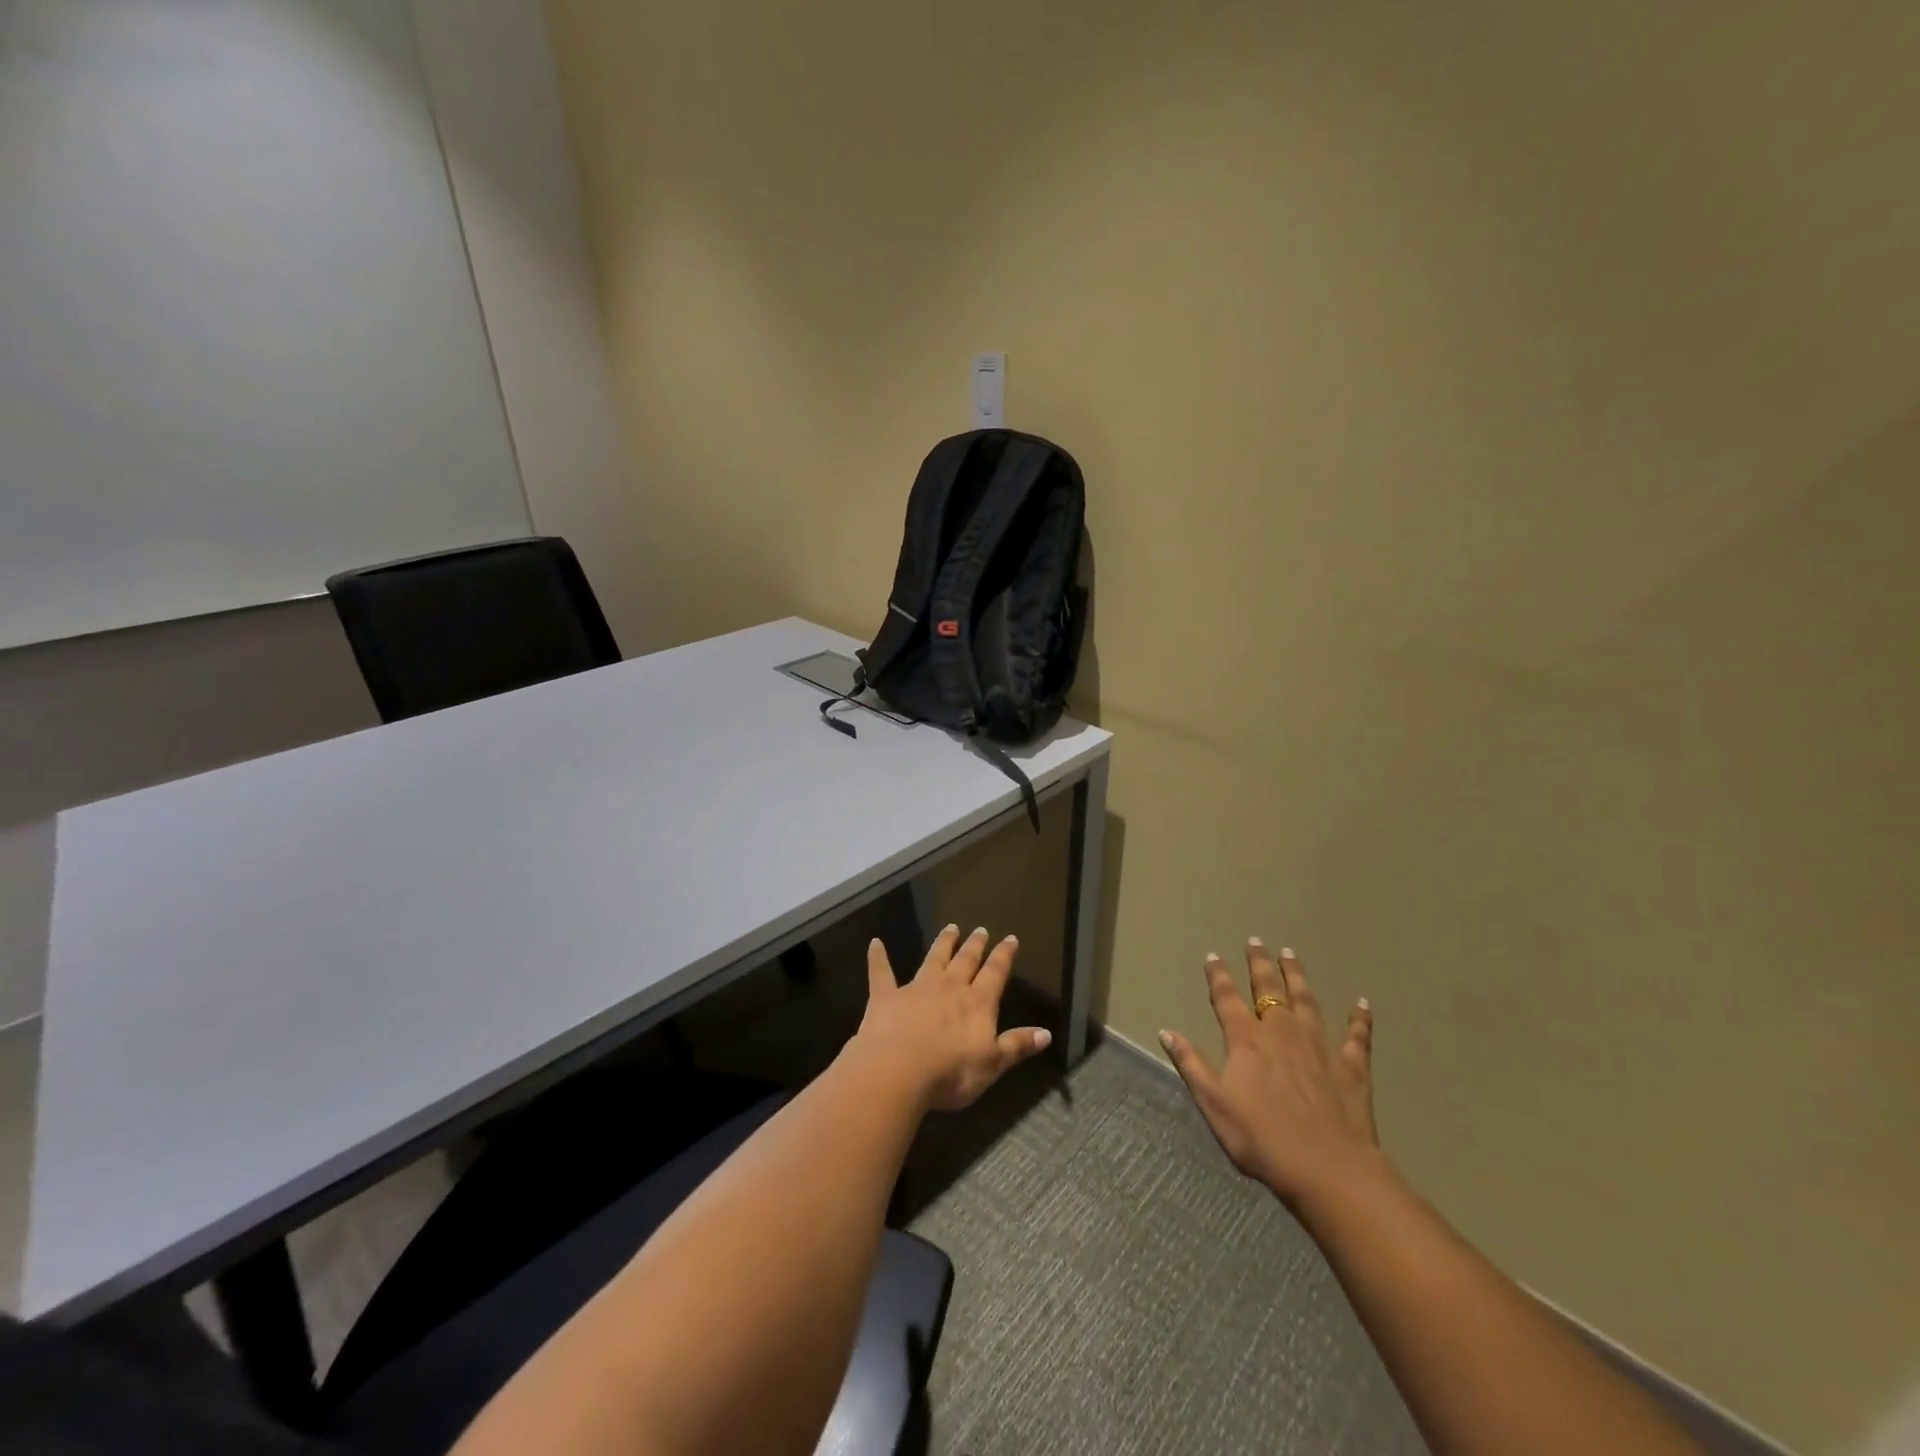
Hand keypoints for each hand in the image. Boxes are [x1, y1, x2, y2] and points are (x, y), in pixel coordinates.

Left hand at [853, 925, 1052, 1113]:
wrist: (897, 1071)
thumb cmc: (950, 1073)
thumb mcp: (992, 1064)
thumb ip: (1016, 1046)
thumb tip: (1047, 1033)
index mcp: (977, 1003)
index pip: (995, 973)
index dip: (1004, 956)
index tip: (1010, 938)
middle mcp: (949, 988)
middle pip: (965, 961)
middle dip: (974, 945)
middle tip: (980, 929)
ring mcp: (916, 989)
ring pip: (933, 960)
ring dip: (942, 944)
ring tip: (950, 928)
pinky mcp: (886, 997)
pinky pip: (881, 973)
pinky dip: (878, 958)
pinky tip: (875, 943)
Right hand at [1159, 940, 1378, 1207]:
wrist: (1328, 1169)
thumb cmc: (1262, 1138)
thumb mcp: (1214, 1104)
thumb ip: (1191, 1064)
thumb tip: (1166, 1031)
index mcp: (1247, 1040)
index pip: (1227, 998)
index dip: (1218, 976)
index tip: (1213, 956)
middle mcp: (1282, 1032)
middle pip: (1269, 989)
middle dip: (1260, 964)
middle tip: (1256, 941)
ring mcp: (1319, 1046)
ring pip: (1307, 1001)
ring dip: (1298, 976)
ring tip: (1291, 954)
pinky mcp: (1351, 1067)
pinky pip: (1356, 1036)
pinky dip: (1359, 1019)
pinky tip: (1363, 1004)